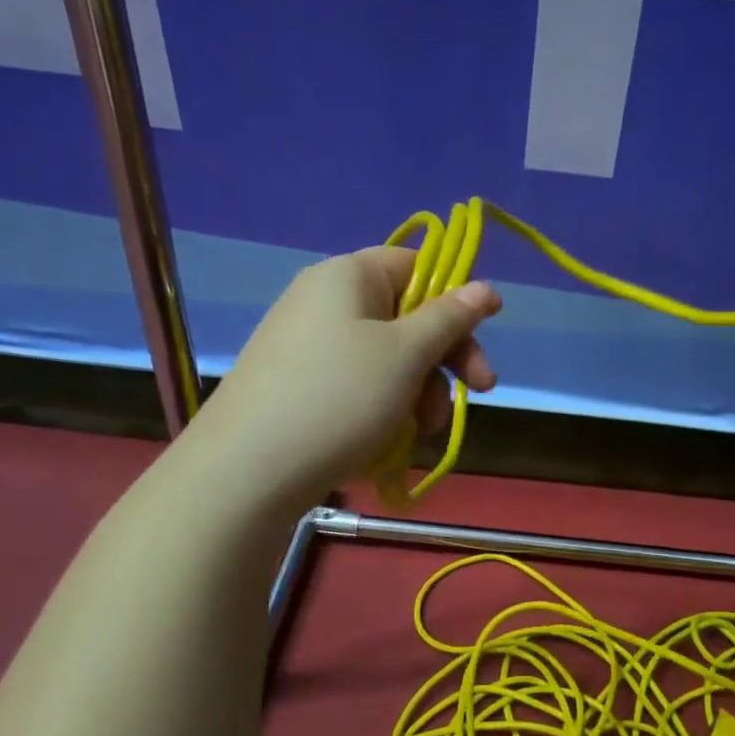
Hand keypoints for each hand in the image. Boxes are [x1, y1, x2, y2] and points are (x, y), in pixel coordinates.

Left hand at [190, 247, 500, 505]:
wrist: (247, 472)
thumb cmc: (340, 397)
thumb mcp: (406, 354)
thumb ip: (449, 318)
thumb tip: (485, 286)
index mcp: (348, 277)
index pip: (416, 264)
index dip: (455, 294)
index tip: (487, 328)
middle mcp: (325, 302)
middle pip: (407, 316)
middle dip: (445, 358)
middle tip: (480, 390)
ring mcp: (309, 347)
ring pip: (388, 359)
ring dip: (419, 392)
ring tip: (422, 432)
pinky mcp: (300, 387)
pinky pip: (359, 386)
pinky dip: (384, 409)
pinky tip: (389, 443)